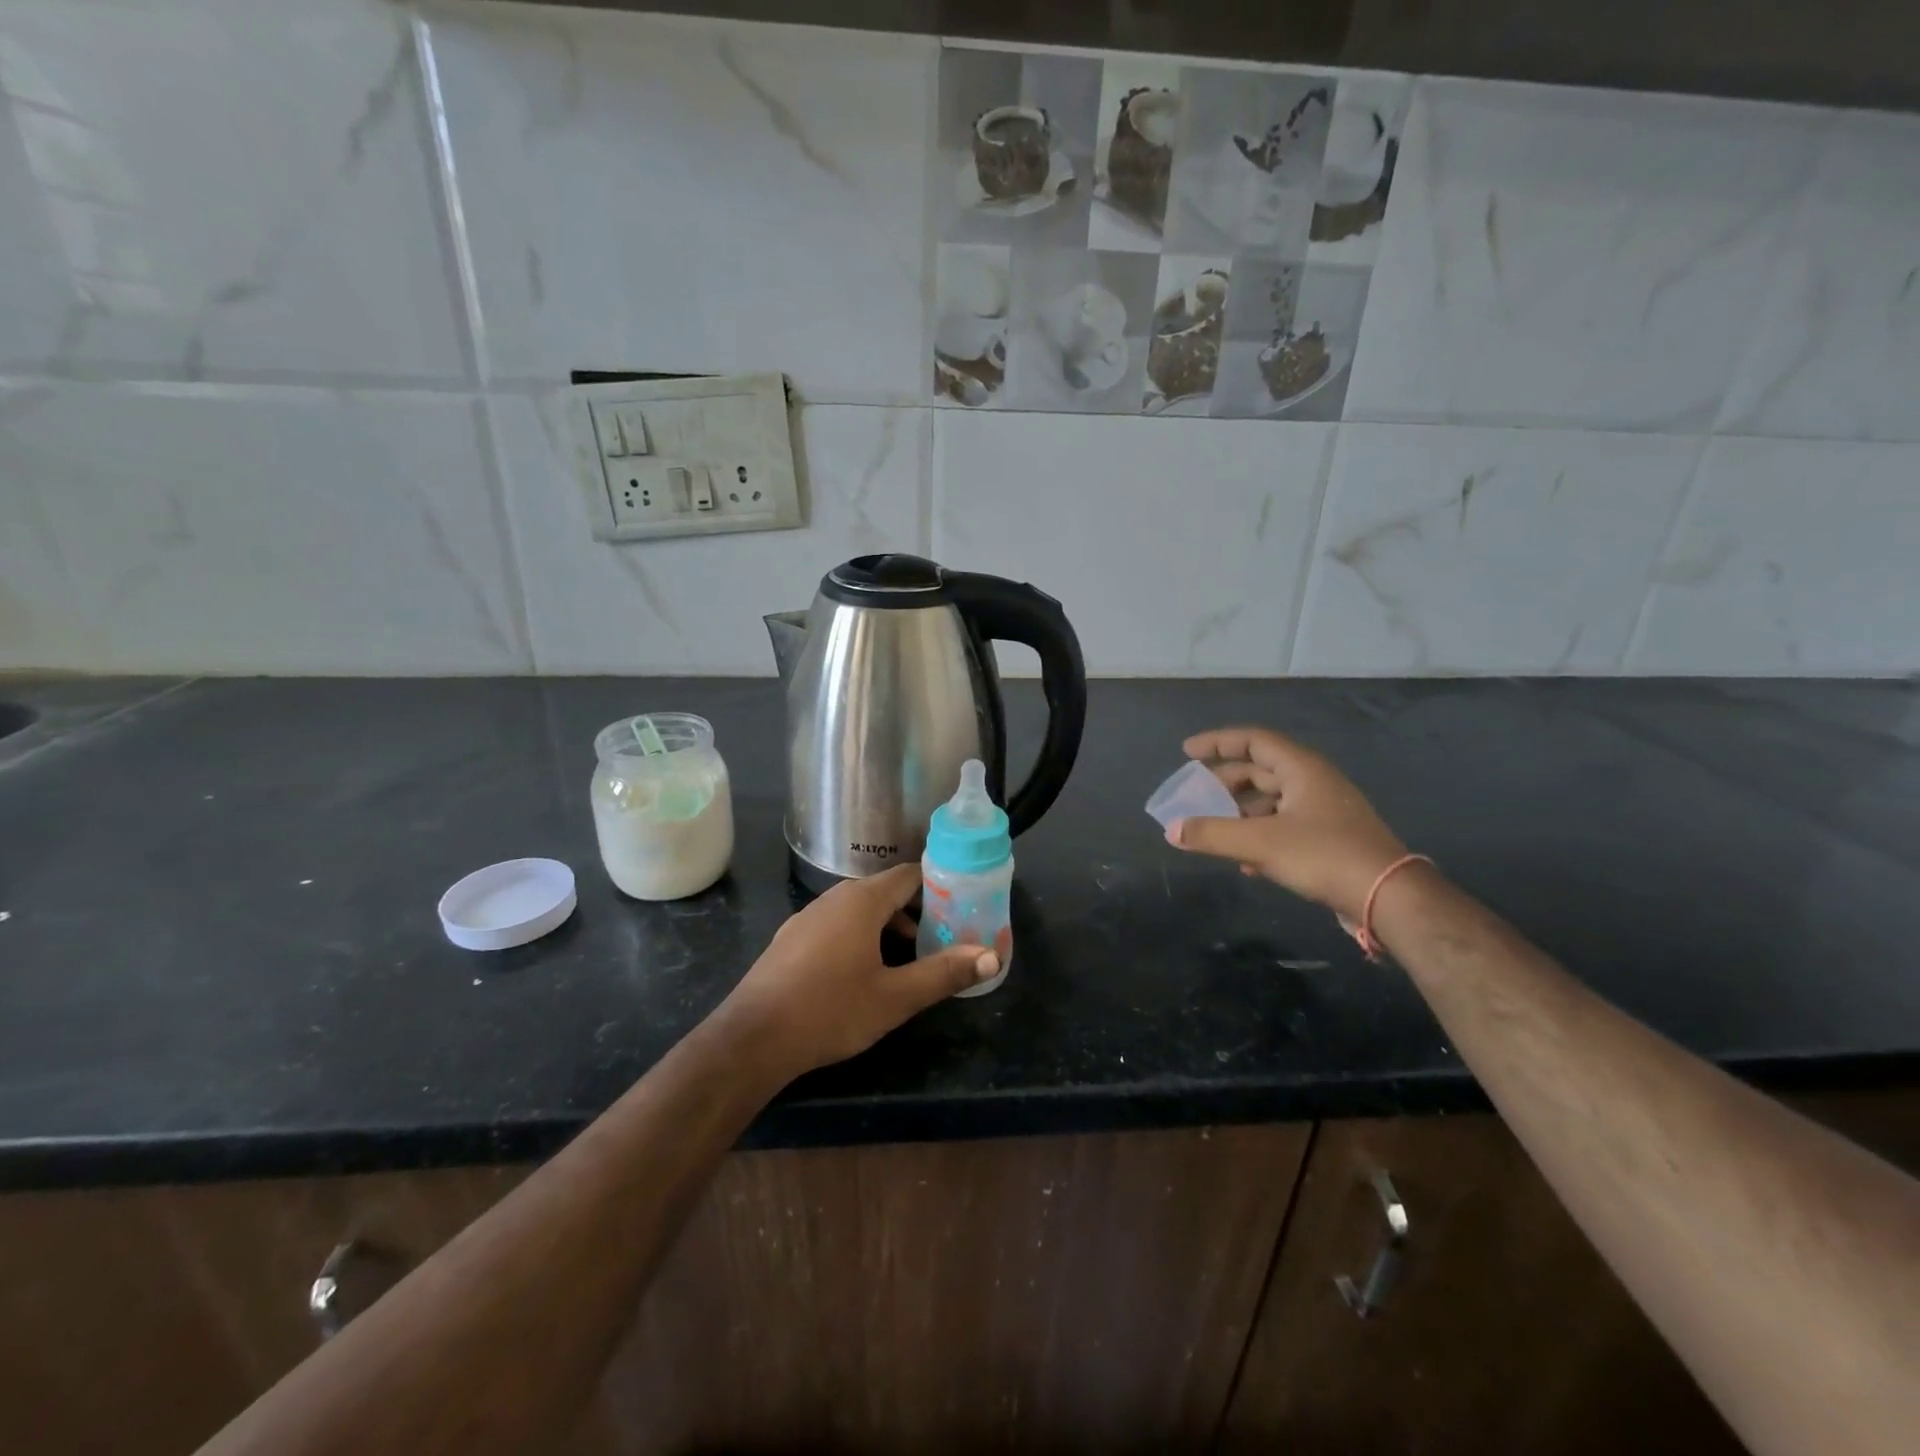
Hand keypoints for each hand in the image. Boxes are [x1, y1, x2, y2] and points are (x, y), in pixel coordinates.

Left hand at [717, 863, 998, 1077]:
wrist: (752, 1039)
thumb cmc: (830, 1011)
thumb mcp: (896, 997)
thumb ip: (944, 973)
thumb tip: (990, 956)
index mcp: (862, 900)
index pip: (910, 875)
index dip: (940, 887)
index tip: (963, 908)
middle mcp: (834, 898)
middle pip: (886, 893)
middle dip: (917, 915)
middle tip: (943, 942)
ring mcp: (807, 918)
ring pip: (859, 912)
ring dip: (888, 931)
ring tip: (909, 965)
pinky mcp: (791, 940)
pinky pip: (836, 927)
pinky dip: (859, 940)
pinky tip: (863, 976)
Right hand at [1168, 726, 1408, 922]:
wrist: (1388, 898)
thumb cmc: (1323, 855)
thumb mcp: (1260, 843)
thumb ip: (1212, 834)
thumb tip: (1172, 830)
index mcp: (1301, 769)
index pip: (1254, 741)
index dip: (1218, 742)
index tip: (1187, 752)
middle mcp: (1314, 782)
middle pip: (1260, 771)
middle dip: (1225, 783)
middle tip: (1196, 795)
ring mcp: (1324, 812)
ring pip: (1272, 802)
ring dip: (1241, 814)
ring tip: (1215, 831)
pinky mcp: (1329, 840)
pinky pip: (1284, 827)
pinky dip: (1259, 836)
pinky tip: (1245, 863)